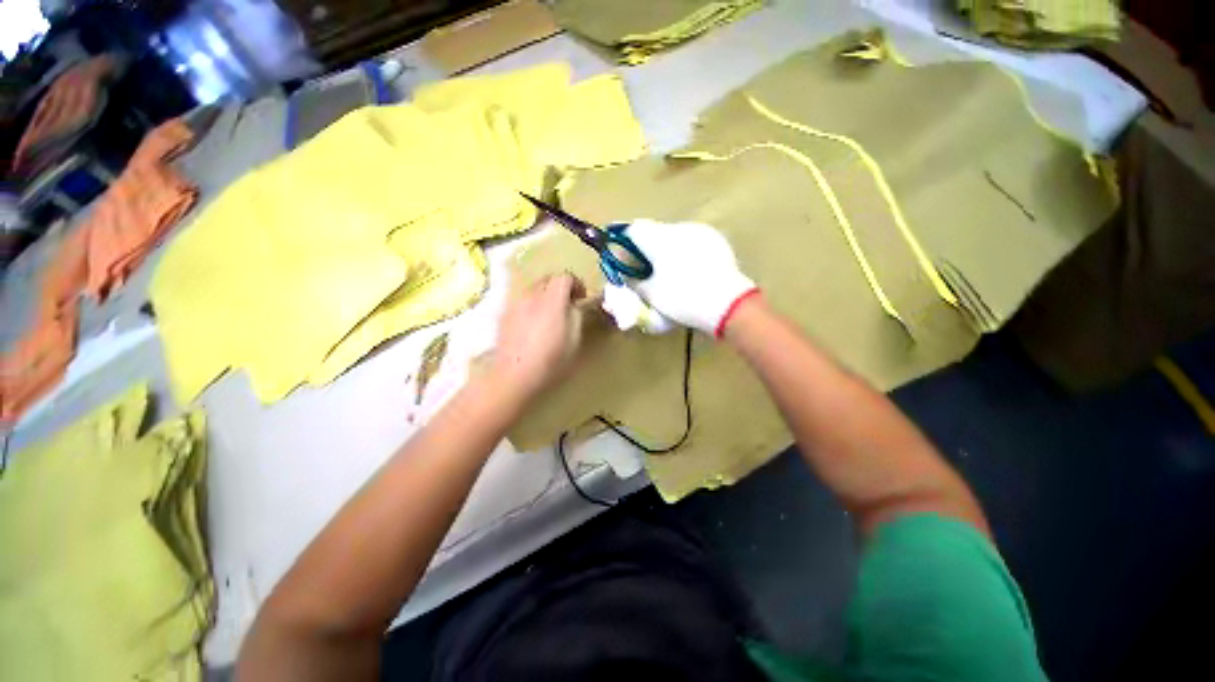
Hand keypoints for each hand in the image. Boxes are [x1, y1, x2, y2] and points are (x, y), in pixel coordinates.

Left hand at [489, 273, 585, 401]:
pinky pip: (521, 300)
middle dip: (560, 287)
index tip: (581, 299)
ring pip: (533, 288)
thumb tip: (573, 305)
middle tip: (568, 304)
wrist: (514, 376)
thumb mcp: (574, 340)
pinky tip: (533, 324)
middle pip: (548, 278)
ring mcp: (515, 304)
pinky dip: (531, 304)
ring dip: (545, 295)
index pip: (565, 277)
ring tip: (549, 314)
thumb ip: (576, 316)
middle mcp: (532, 296)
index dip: (576, 284)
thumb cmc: (550, 361)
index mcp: (552, 300)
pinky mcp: (504, 314)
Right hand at [624, 220, 757, 335]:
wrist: (727, 304)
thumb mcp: (651, 294)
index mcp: (659, 238)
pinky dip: (685, 251)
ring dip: (667, 249)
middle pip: (655, 232)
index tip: (627, 262)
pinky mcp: (716, 240)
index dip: (626, 245)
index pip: (633, 230)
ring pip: (675, 235)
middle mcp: (679, 227)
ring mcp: (701, 232)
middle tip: (648, 271)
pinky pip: (693, 241)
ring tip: (671, 272)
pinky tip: (691, 269)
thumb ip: (634, 281)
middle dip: (648, 249)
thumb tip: (628, 275)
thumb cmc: (683, 299)